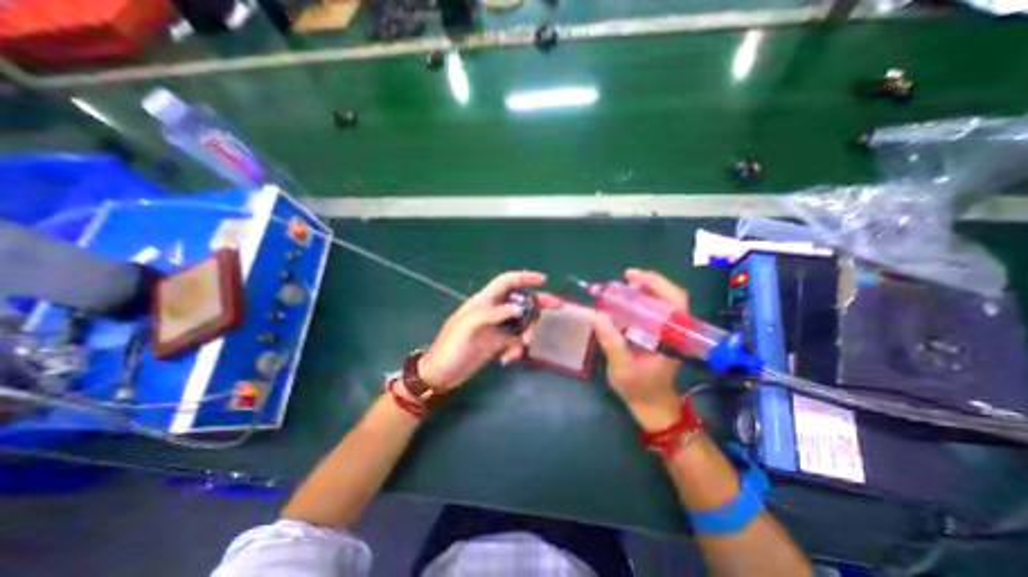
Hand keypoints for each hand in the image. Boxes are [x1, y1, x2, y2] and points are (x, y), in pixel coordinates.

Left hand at [420, 269, 561, 389]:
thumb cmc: (450, 347)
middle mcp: (493, 312)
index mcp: (483, 302)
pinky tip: (507, 360)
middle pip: (520, 302)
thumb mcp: (468, 327)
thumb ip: (493, 314)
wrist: (440, 374)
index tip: (543, 280)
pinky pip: (516, 342)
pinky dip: (517, 350)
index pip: (506, 282)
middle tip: (556, 307)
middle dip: (537, 304)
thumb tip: (518, 308)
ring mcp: (497, 329)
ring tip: (521, 347)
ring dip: (527, 333)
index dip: (524, 278)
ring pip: (521, 323)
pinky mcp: (498, 344)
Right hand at [591, 268, 684, 430]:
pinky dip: (638, 301)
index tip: (631, 276)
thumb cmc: (639, 389)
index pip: (675, 302)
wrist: (652, 405)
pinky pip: (653, 310)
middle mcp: (676, 330)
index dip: (656, 284)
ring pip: (662, 301)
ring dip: (642, 290)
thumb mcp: (623, 369)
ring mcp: (669, 331)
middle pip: (670, 296)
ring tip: (619, 288)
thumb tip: (598, 316)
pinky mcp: (660, 333)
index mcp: (674, 338)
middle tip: (623, 278)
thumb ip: (613, 344)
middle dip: (648, 282)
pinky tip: (622, 302)